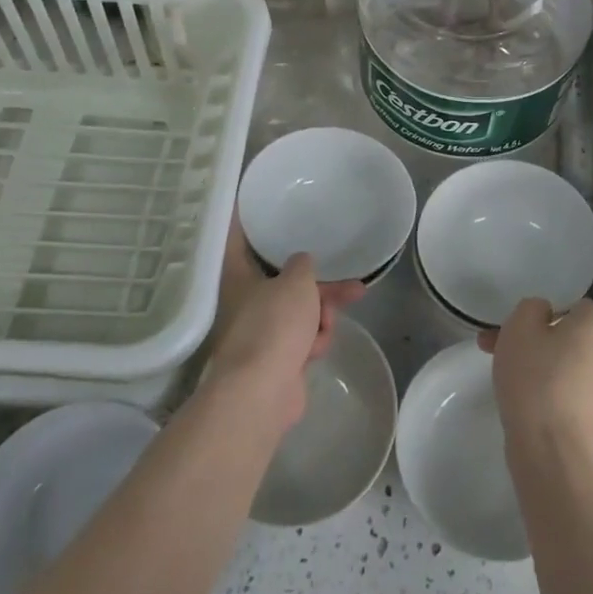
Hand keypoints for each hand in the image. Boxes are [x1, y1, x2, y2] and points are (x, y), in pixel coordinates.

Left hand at [209, 220, 365, 430]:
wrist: (262, 391)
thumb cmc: (273, 324)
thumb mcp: (296, 281)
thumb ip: (302, 264)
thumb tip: (300, 263)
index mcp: (238, 277)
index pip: (238, 239)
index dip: (244, 219)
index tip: (247, 202)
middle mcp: (244, 302)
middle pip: (285, 282)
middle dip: (320, 287)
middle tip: (354, 284)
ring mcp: (260, 333)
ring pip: (300, 312)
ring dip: (322, 316)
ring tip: (329, 324)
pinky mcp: (275, 360)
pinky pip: (302, 338)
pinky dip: (314, 340)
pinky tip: (319, 347)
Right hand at [478, 297, 592, 460]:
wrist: (551, 449)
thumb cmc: (535, 376)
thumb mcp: (520, 325)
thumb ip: (533, 307)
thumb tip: (546, 315)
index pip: (573, 306)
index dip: (542, 316)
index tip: (515, 330)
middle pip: (573, 337)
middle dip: (539, 341)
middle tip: (503, 351)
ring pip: (573, 365)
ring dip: (546, 366)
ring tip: (509, 379)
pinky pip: (578, 392)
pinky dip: (557, 392)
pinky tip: (531, 404)